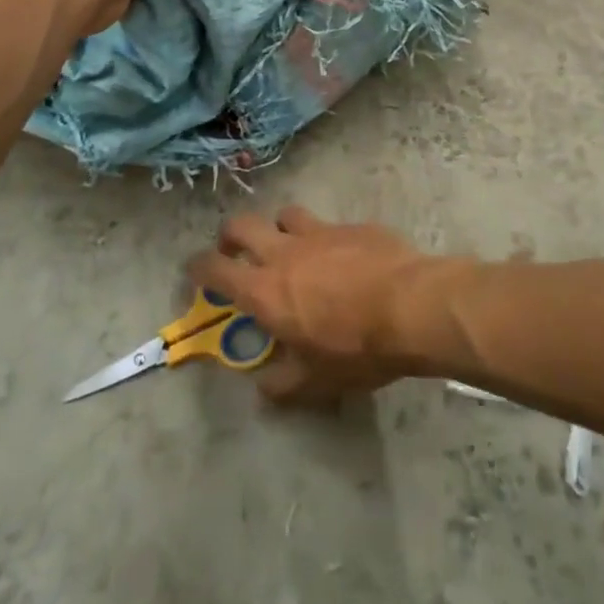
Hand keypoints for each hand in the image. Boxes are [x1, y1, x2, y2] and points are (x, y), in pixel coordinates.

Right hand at [188, 207, 463, 404]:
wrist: (409, 305)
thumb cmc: (356, 348)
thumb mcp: (316, 382)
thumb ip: (283, 385)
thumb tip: (263, 388)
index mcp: (265, 290)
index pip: (216, 269)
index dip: (198, 267)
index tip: (194, 270)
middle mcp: (284, 252)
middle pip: (243, 225)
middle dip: (230, 235)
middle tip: (234, 249)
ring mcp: (319, 232)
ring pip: (284, 215)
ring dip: (279, 229)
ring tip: (289, 247)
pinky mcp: (350, 225)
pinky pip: (327, 225)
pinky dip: (324, 238)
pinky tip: (341, 256)